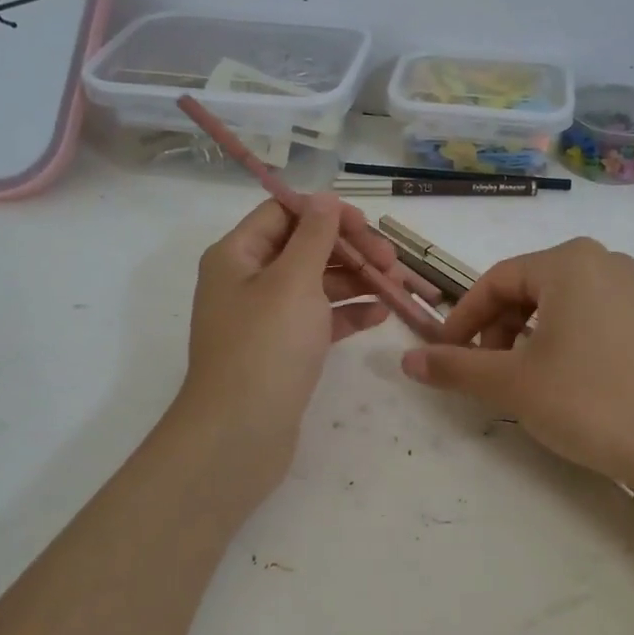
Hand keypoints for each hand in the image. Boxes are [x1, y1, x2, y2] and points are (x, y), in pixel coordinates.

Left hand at [177, 194, 415, 483]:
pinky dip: (347, 312)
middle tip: (391, 261)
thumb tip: (324, 198)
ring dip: (356, 280)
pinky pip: (319, 319)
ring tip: (396, 286)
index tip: (366, 226)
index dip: (325, 213)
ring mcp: (265, 318)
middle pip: (304, 247)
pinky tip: (380, 314)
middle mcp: (247, 280)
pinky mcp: (282, 350)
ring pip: (316, 284)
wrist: (239, 436)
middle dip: (349, 249)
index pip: (283, 213)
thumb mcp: (293, 281)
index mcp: (237, 255)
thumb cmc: (265, 347)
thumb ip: (314, 235)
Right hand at [400, 237, 633, 488]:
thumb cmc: (588, 401)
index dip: (463, 319)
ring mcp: (631, 287)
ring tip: (518, 379)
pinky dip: (559, 339)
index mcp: (568, 261)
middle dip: (495, 329)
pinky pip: (587, 315)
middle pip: (526, 289)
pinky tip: (558, 377)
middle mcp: (602, 261)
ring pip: (556, 303)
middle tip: (483, 372)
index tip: (444, 355)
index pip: (495, 281)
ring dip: (524, 336)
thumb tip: (407, 360)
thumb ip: (455, 366)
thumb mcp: (512, 383)